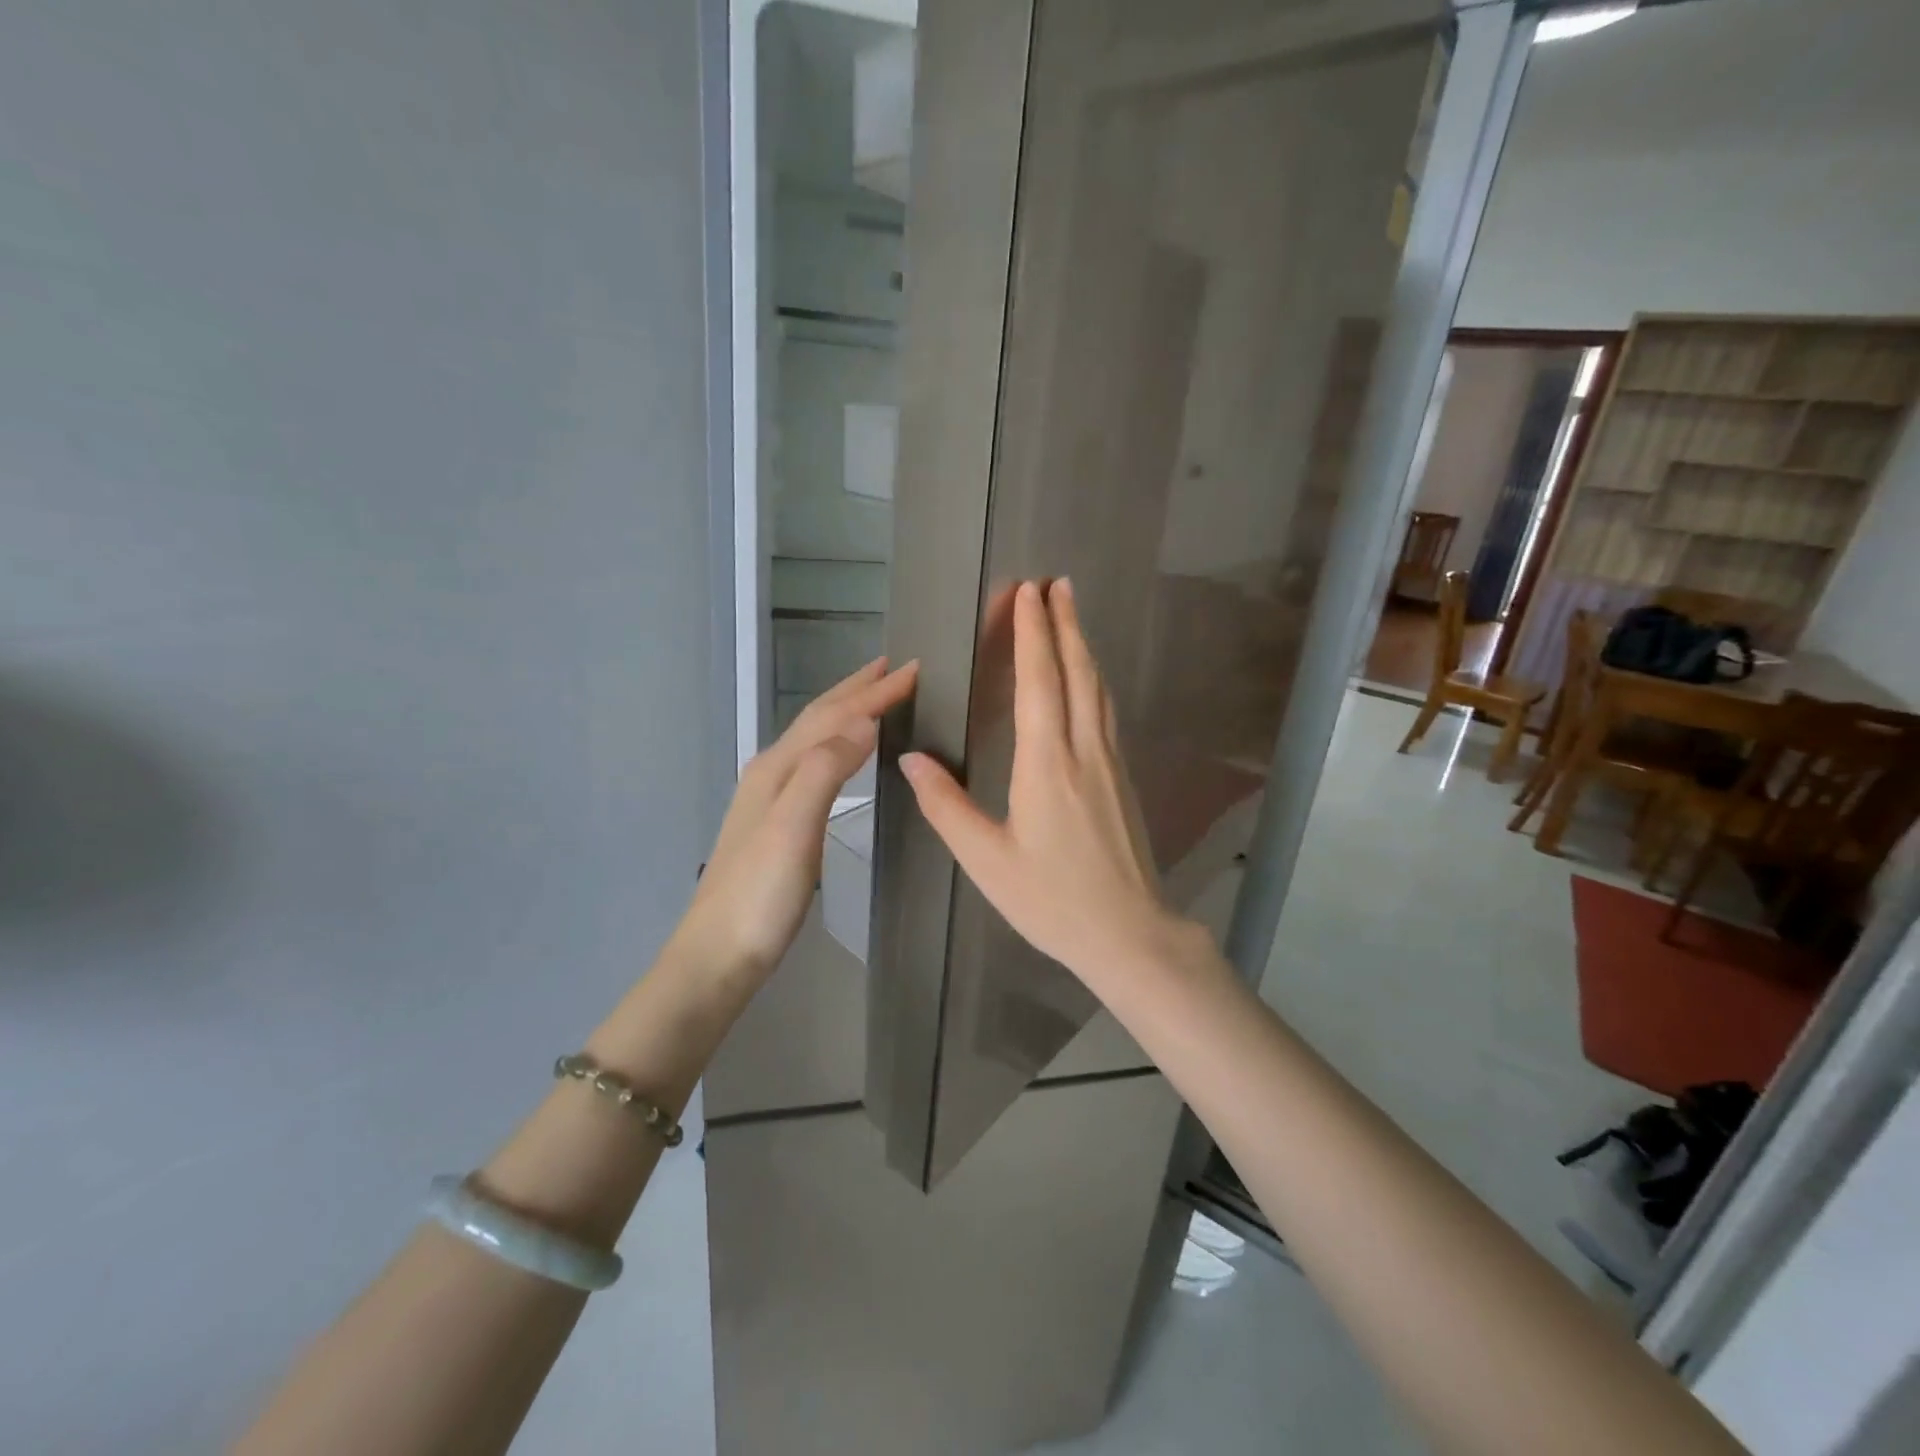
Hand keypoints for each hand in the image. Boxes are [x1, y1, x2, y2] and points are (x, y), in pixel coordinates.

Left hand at [680, 657, 917, 978]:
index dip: (875, 692)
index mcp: (778, 767)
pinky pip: (814, 763)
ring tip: (875, 700)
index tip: (915, 668)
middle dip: (857, 689)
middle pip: (818, 718)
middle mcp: (771, 772)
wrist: (719, 955)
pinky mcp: (776, 822)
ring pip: (814, 738)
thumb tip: (864, 721)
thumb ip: (825, 770)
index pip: (834, 715)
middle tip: (895, 668)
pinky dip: (838, 745)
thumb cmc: (760, 895)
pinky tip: (844, 757)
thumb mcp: (794, 828)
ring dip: (846, 712)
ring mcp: (770, 798)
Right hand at [899, 580, 1189, 986]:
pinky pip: (1106, 712)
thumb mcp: (986, 861)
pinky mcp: (1123, 778)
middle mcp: (1084, 751)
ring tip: (1072, 614)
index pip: (1040, 681)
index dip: (1033, 633)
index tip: (1028, 592)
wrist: (1129, 933)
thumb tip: (911, 759)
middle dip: (1064, 623)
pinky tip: (1089, 680)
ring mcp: (1110, 763)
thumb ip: (947, 806)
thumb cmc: (1052, 900)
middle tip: (1056, 583)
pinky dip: (1093, 680)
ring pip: (1098, 689)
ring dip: (1083, 646)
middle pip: (1077, 672)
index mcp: (1046, 764)